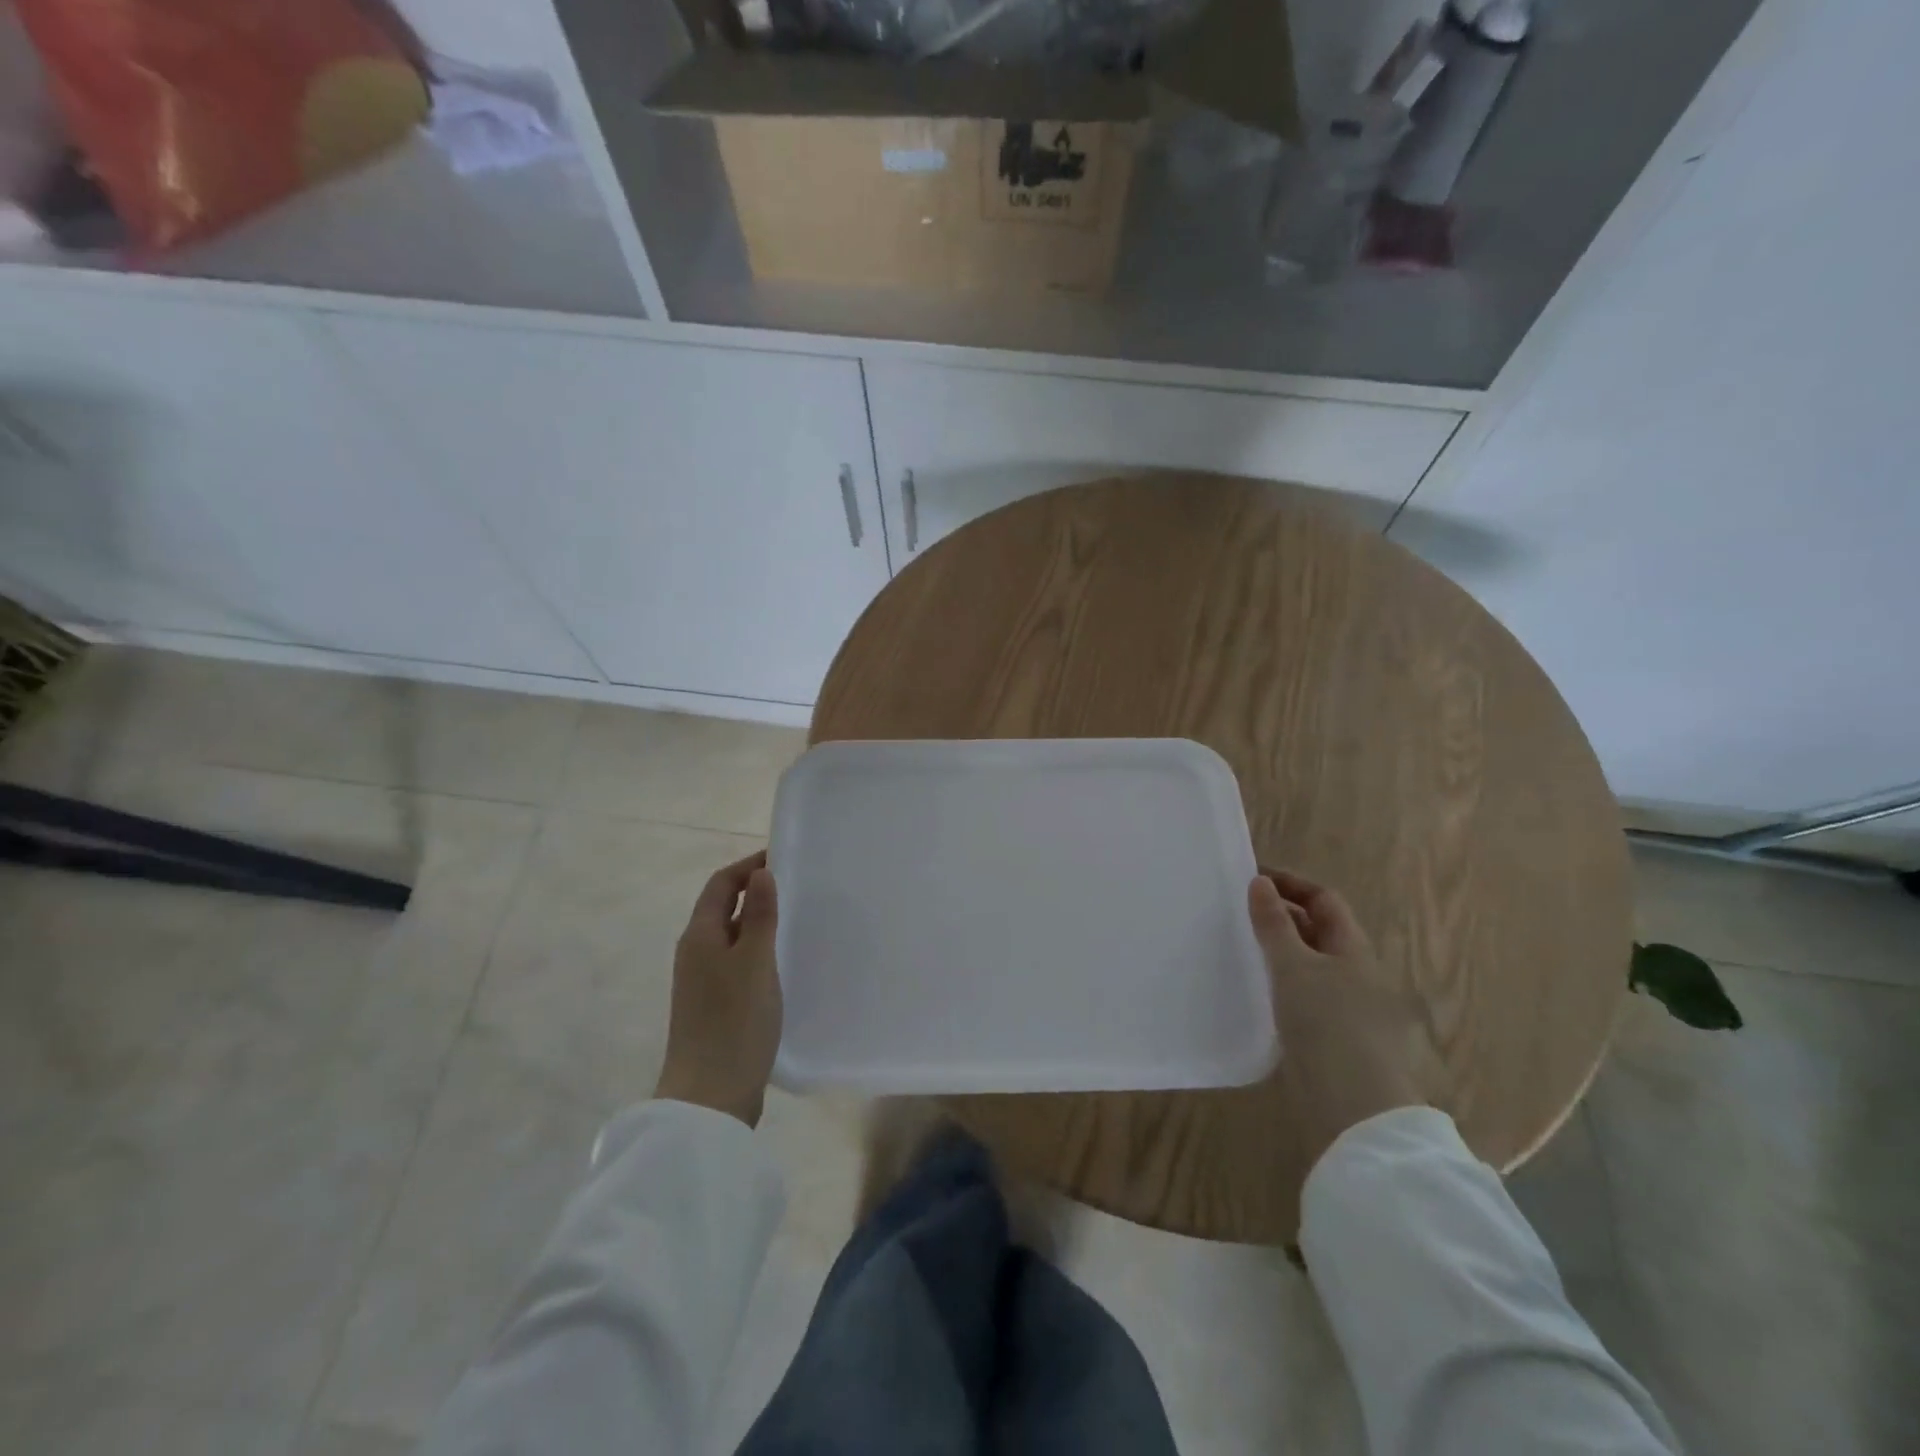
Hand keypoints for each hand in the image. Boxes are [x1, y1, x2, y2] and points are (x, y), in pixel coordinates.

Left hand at [654, 852, 781, 1126]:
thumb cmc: (734, 1022)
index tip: (782, 856)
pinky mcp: (714, 1006)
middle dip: (754, 890)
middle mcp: (695, 953)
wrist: (710, 1097)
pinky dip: (758, 950)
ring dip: (757, 921)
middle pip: (722, 908)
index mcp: (699, 936)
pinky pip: (737, 962)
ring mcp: (702, 982)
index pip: (721, 884)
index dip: (748, 866)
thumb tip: (761, 872)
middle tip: (796, 885)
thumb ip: (758, 915)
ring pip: (731, 937)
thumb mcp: (754, 962)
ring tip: (796, 918)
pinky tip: (783, 962)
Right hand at [1248, 868, 1443, 1174]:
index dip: (1291, 884)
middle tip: (1235, 913)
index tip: (1249, 880)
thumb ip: (1274, 924)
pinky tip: (1253, 994)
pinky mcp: (1332, 1039)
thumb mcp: (1294, 967)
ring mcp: (1346, 1009)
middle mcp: (1355, 974)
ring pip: (1308, 966)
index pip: (1324, 900)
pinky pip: (1302, 996)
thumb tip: (1260, 883)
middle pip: (1318, 931)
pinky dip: (1278, 985)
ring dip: (1276, 952)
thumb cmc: (1328, 1026)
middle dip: (1280, 917)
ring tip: (1236, 949)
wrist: (1354, 1111)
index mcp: (1354, 950)